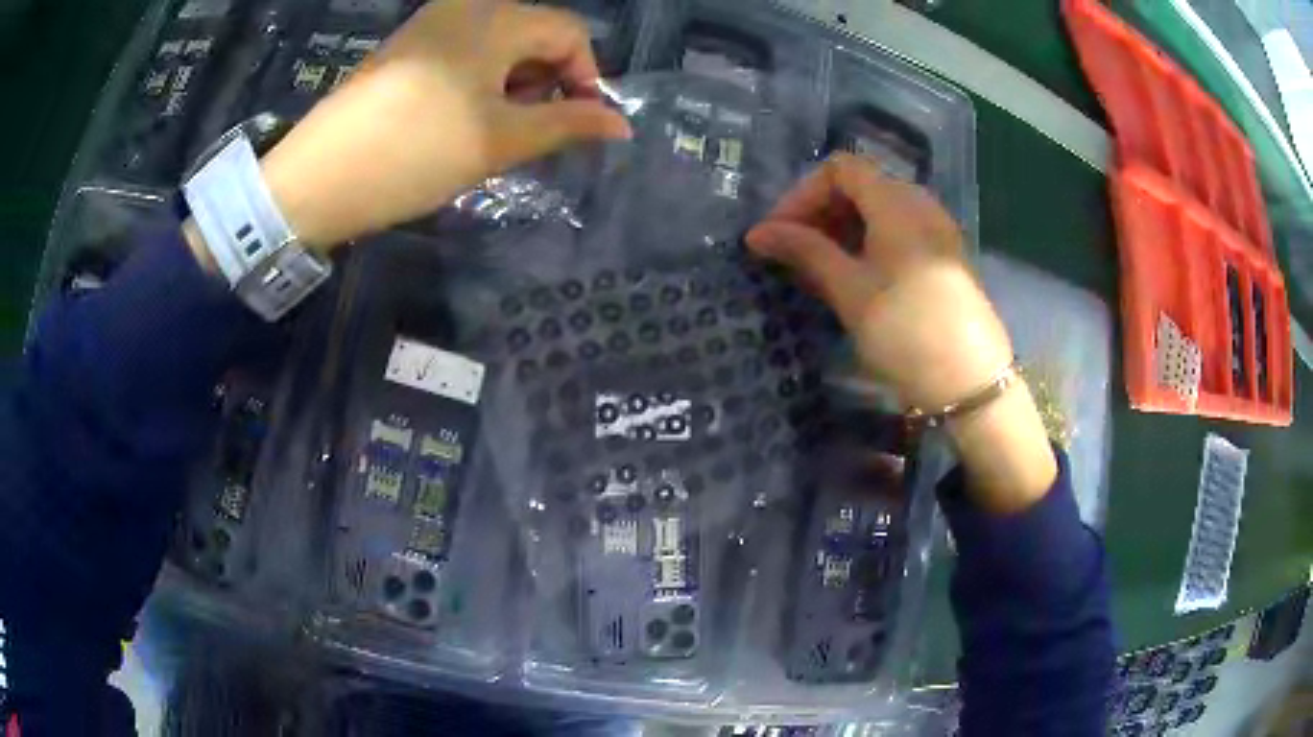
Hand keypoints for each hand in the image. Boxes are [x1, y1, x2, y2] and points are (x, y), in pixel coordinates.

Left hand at [257, 0, 631, 247]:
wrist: (317, 178)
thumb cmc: (416, 153)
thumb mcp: (501, 140)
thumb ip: (568, 124)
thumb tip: (621, 125)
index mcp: (494, 16)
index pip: (569, 32)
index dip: (587, 77)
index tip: (578, 125)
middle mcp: (464, 7)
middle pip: (534, 35)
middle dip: (547, 82)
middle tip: (532, 134)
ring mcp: (429, 25)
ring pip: (498, 47)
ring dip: (514, 87)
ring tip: (496, 133)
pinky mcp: (404, 49)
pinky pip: (463, 54)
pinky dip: (479, 84)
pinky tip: (462, 121)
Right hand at [746, 155, 1055, 512]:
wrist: (970, 382)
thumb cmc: (906, 330)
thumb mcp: (849, 290)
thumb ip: (805, 251)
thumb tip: (757, 232)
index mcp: (896, 201)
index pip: (840, 168)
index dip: (802, 194)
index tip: (778, 234)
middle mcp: (920, 204)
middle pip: (859, 187)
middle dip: (819, 214)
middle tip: (792, 255)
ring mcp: (936, 231)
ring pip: (878, 213)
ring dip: (841, 233)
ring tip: (816, 272)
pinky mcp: (943, 259)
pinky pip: (897, 235)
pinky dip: (867, 247)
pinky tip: (852, 281)